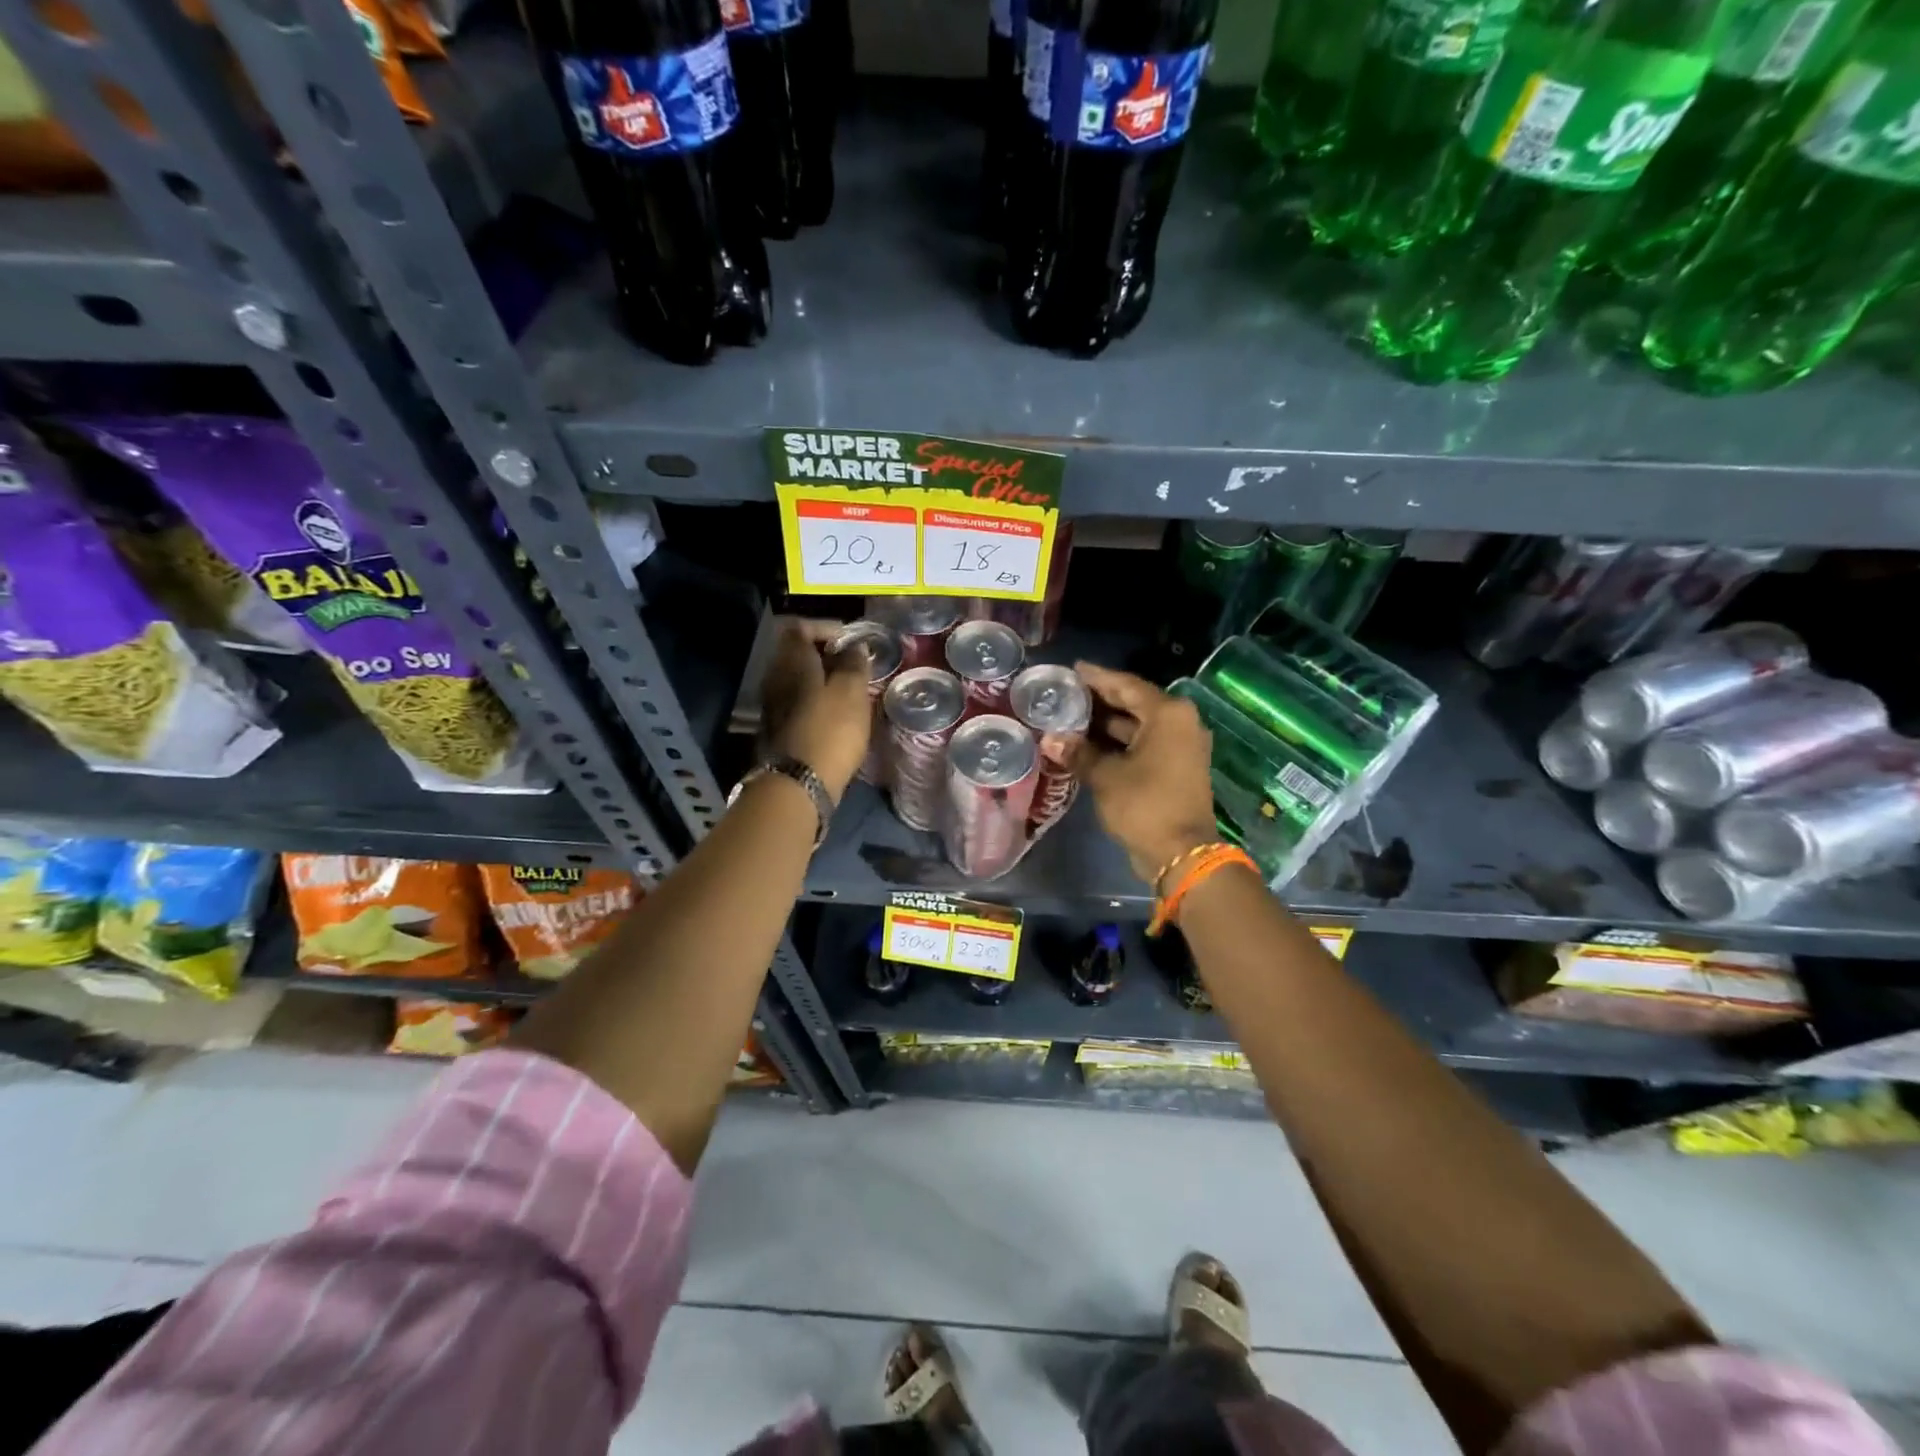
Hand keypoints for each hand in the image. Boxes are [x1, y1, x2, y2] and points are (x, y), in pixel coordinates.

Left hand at [762, 618, 872, 798]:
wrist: (799, 782)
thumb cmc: (830, 729)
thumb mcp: (852, 691)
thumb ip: (854, 663)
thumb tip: (854, 647)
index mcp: (792, 660)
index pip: (801, 627)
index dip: (826, 628)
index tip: (851, 641)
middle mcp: (775, 675)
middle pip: (797, 653)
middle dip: (826, 654)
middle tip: (854, 665)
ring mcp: (773, 703)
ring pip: (798, 679)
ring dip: (822, 680)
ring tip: (850, 690)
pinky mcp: (778, 727)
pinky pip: (797, 702)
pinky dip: (816, 700)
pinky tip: (836, 714)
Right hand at [1068, 662, 1217, 887]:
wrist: (1182, 854)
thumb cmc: (1145, 805)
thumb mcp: (1105, 776)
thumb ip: (1078, 752)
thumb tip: (1050, 739)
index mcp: (1168, 714)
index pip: (1126, 685)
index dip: (1097, 677)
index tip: (1073, 669)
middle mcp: (1180, 723)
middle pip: (1134, 703)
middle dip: (1099, 700)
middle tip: (1066, 693)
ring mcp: (1181, 746)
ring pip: (1138, 725)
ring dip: (1106, 724)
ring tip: (1070, 718)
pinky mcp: (1177, 767)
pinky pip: (1144, 744)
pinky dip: (1118, 743)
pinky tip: (1088, 745)